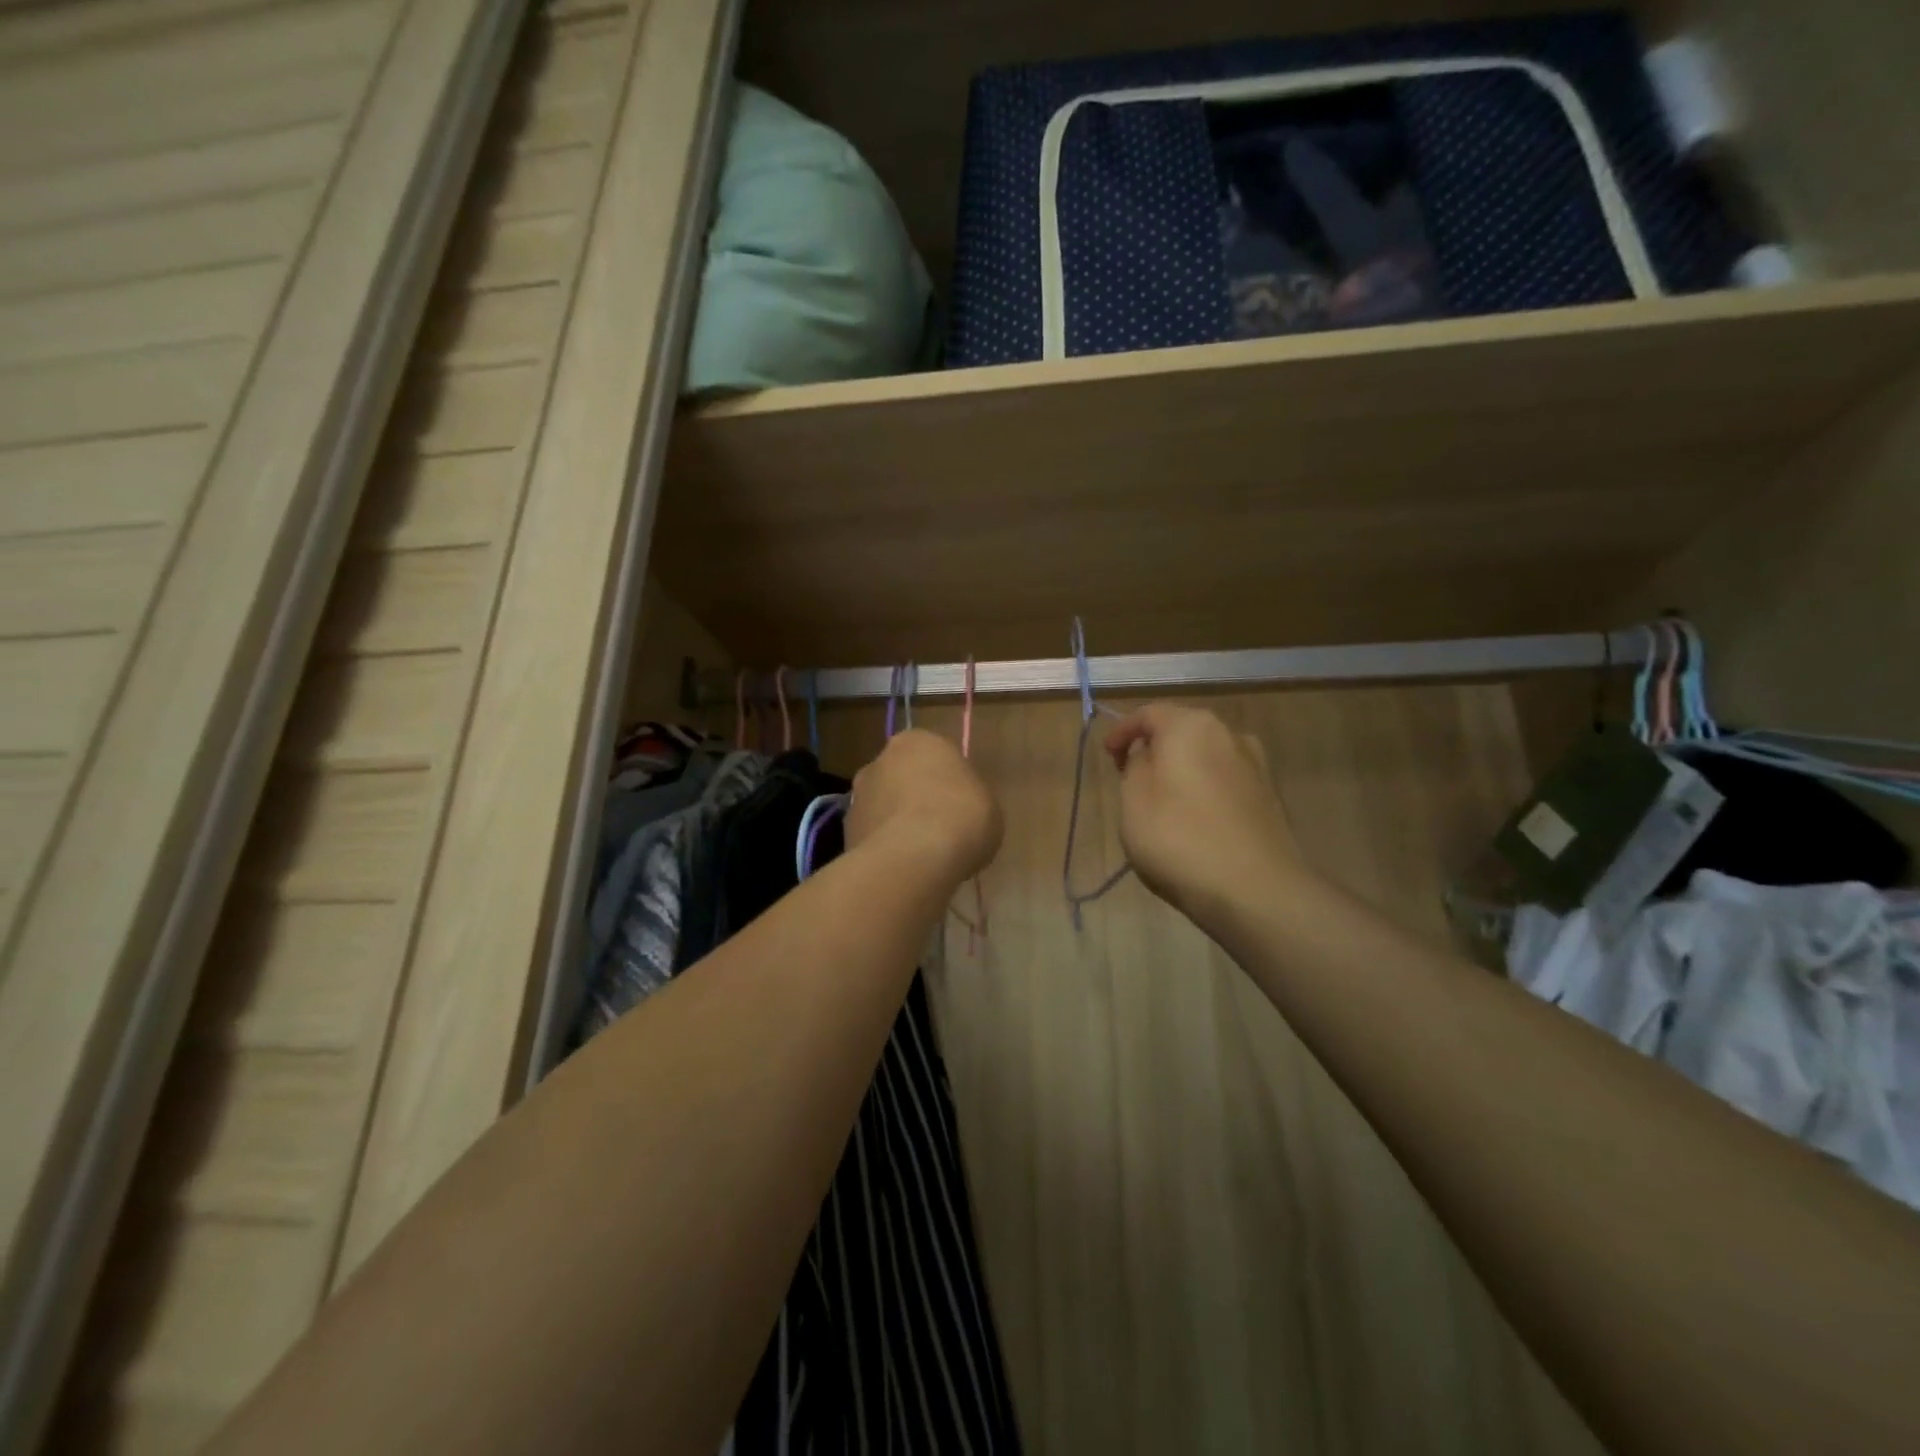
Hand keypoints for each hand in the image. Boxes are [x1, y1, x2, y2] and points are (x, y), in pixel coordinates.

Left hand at [845, 729, 1002, 883]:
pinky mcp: (845, 831)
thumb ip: (967, 798)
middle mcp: (880, 760)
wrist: (915, 857)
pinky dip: (884, 849)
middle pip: (901, 777)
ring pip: (882, 807)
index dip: (946, 780)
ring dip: (896, 824)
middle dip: (914, 798)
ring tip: (920, 856)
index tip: (957, 804)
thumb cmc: (961, 816)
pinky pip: (872, 837)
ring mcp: (857, 796)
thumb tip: (954, 810)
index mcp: (917, 741)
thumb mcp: (987, 803)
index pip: (933, 754)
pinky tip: (903, 869)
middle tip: (938, 828)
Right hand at [1104, 704, 1307, 921]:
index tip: (1107, 755)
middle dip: (1155, 749)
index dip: (1123, 730)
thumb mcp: (1133, 800)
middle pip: (1182, 731)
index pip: (1149, 713)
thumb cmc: (1179, 838)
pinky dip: (1204, 790)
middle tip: (1130, 776)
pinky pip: (1226, 782)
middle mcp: (1229, 734)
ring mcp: (1256, 765)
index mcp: (1191, 726)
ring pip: (1206, 757)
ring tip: (1163, 802)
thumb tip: (1148, 755)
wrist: (1256, 890)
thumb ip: (1135, 766)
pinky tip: (1195, 820)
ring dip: (1182, 770)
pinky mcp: (1270, 797)